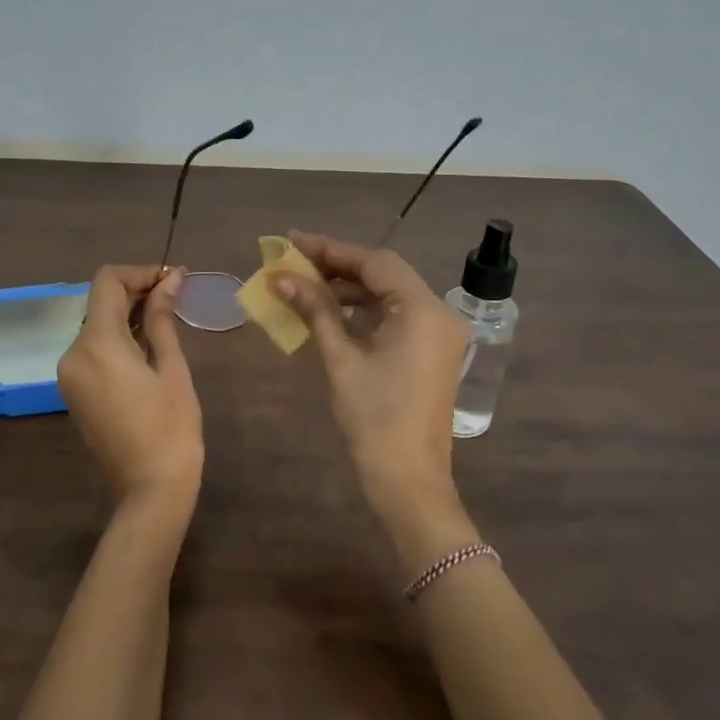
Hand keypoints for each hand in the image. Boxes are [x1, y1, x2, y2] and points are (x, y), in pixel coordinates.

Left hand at [57, 266, 202, 521]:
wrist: (151, 486)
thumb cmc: (171, 426)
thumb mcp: (171, 366)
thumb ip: (163, 318)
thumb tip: (170, 278)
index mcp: (96, 344)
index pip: (107, 282)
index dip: (139, 273)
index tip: (171, 279)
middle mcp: (73, 353)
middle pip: (99, 302)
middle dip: (135, 292)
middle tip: (175, 295)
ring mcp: (69, 374)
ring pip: (95, 324)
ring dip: (126, 314)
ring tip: (166, 318)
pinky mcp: (73, 390)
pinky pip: (92, 349)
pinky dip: (116, 337)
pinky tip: (146, 343)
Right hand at [272, 231, 469, 505]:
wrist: (408, 478)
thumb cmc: (373, 417)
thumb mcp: (340, 358)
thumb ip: (314, 310)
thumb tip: (280, 277)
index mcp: (422, 310)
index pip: (375, 262)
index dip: (331, 249)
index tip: (293, 241)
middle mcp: (438, 313)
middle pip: (384, 274)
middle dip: (339, 266)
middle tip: (295, 262)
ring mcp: (439, 333)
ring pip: (390, 294)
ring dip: (350, 288)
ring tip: (307, 285)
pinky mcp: (432, 351)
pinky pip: (397, 316)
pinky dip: (365, 311)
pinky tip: (333, 312)